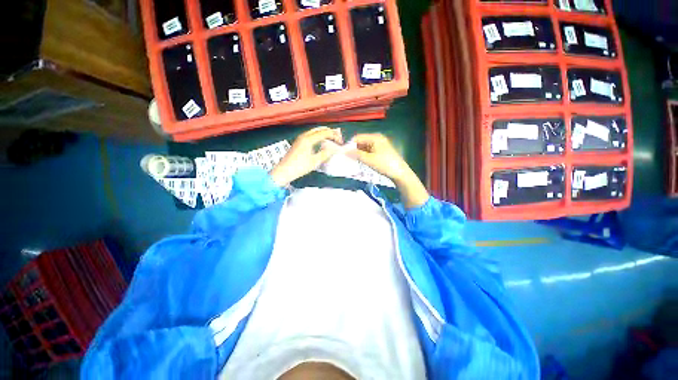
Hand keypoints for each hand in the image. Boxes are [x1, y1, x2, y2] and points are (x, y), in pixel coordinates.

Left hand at [270, 127, 342, 186]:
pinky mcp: (298, 142)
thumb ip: (326, 153)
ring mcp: (300, 138)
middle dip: (330, 132)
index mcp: (308, 139)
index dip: (334, 136)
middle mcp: (304, 136)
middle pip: (320, 129)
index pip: (325, 133)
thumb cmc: (299, 167)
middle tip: (338, 138)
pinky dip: (319, 135)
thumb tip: (334, 148)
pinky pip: (311, 134)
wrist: (284, 171)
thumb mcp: (315, 161)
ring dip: (324, 133)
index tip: (341, 143)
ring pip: (315, 131)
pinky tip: (322, 141)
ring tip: (332, 138)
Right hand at [350, 133, 428, 207]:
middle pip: (361, 141)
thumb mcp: (369, 160)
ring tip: (351, 160)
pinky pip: (369, 150)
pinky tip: (360, 160)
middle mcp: (377, 138)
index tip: (342, 152)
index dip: (349, 144)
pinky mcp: (381, 151)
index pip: (358, 137)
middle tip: (346, 157)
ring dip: (358, 152)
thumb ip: (356, 154)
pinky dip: (364, 155)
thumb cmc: (384, 164)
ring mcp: (379, 145)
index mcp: (375, 137)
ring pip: (365, 147)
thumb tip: (344, 151)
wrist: (399, 172)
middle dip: (354, 148)